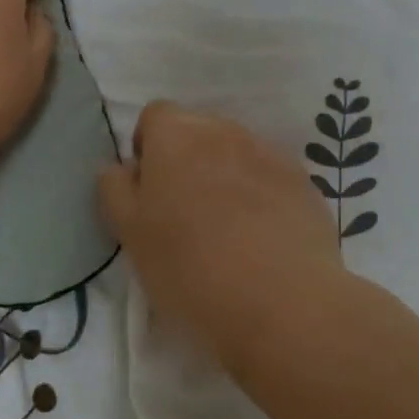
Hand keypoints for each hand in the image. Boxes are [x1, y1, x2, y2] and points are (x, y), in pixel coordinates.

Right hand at [98, 102, 347, 375]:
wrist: (282, 302)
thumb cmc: (190, 268)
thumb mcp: (131, 235)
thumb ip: (116, 190)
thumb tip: (121, 167)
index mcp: (176, 136)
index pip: (156, 115)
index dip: (148, 147)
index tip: (149, 189)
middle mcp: (223, 131)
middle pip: (197, 130)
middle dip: (186, 158)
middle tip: (183, 211)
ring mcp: (268, 152)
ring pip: (235, 151)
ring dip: (224, 174)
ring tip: (226, 227)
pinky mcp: (302, 180)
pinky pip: (269, 175)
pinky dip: (260, 193)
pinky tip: (261, 236)